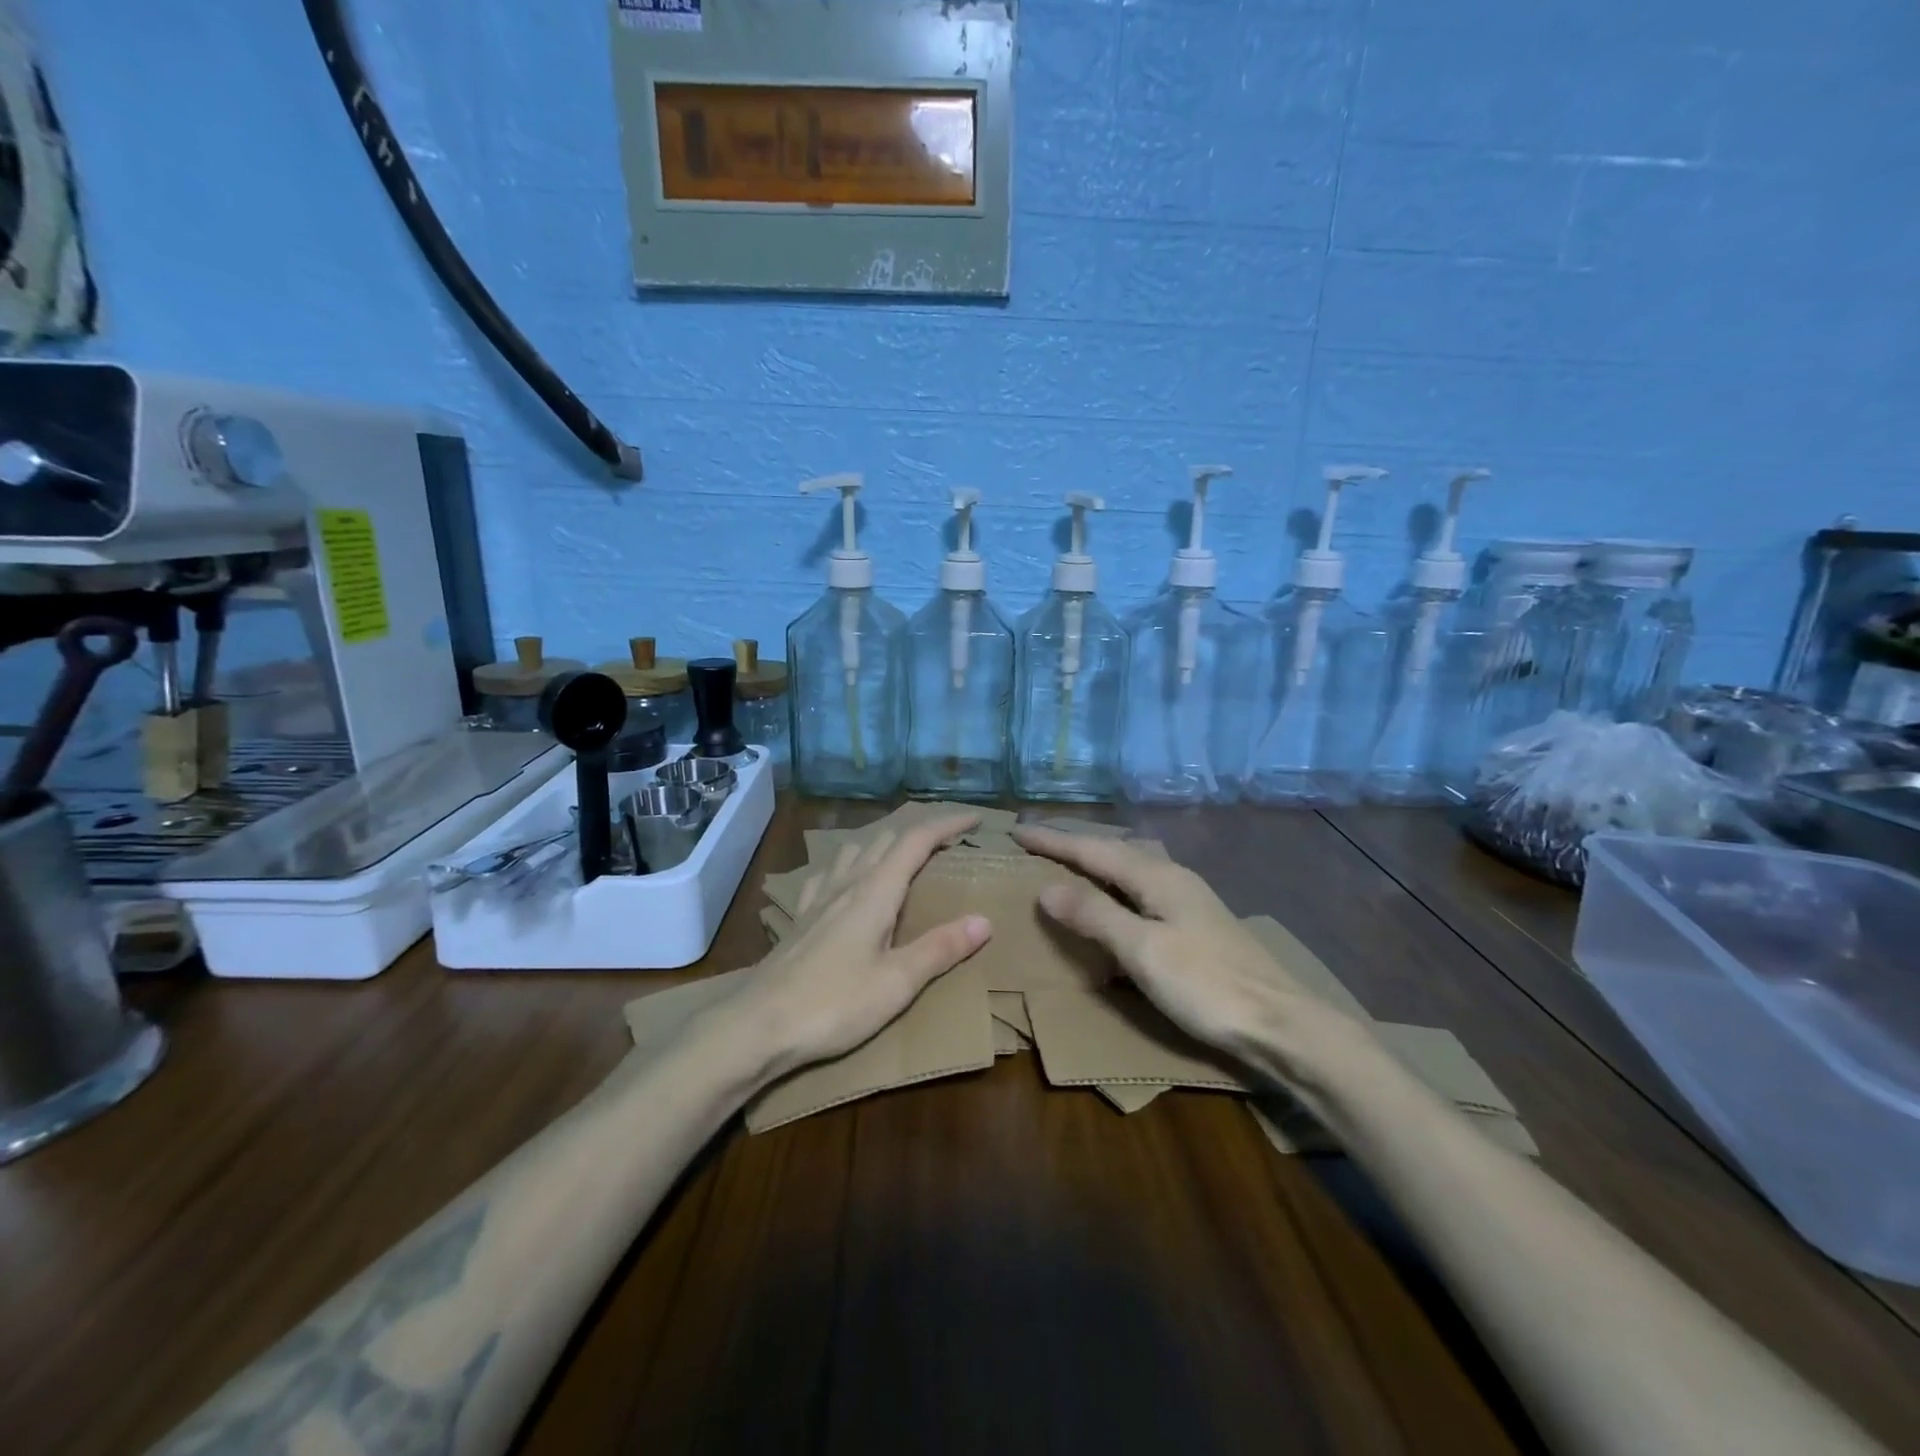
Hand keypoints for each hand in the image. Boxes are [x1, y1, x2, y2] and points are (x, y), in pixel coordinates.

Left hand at [734, 814, 992, 1080]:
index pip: (916, 841)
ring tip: (901, 858)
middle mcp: (846, 884)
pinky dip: (849, 865)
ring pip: (854, 850)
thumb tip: (984, 920)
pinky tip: (845, 882)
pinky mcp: (800, 918)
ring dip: (883, 844)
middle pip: (886, 840)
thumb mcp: (896, 982)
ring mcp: (818, 898)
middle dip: (920, 833)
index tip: (976, 818)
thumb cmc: (833, 1004)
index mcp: (875, 892)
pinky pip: (827, 873)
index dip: (947, 824)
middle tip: (947, 843)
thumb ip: (940, 948)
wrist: (757, 1025)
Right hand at [1013, 825, 1354, 1069]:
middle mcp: (1173, 878)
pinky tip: (1115, 905)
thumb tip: (1047, 887)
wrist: (1281, 1024)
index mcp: (1157, 876)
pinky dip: (1115, 889)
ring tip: (1069, 867)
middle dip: (1075, 846)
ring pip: (1131, 869)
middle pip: (1114, 851)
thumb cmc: (1206, 985)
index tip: (1017, 830)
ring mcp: (1189, 901)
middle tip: (1039, 845)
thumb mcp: (1142, 951)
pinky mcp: (1197, 925)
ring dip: (1097, 864)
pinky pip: (1142, 891)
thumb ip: (1095, 915)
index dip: (1053, 841)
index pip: (1092, 850)